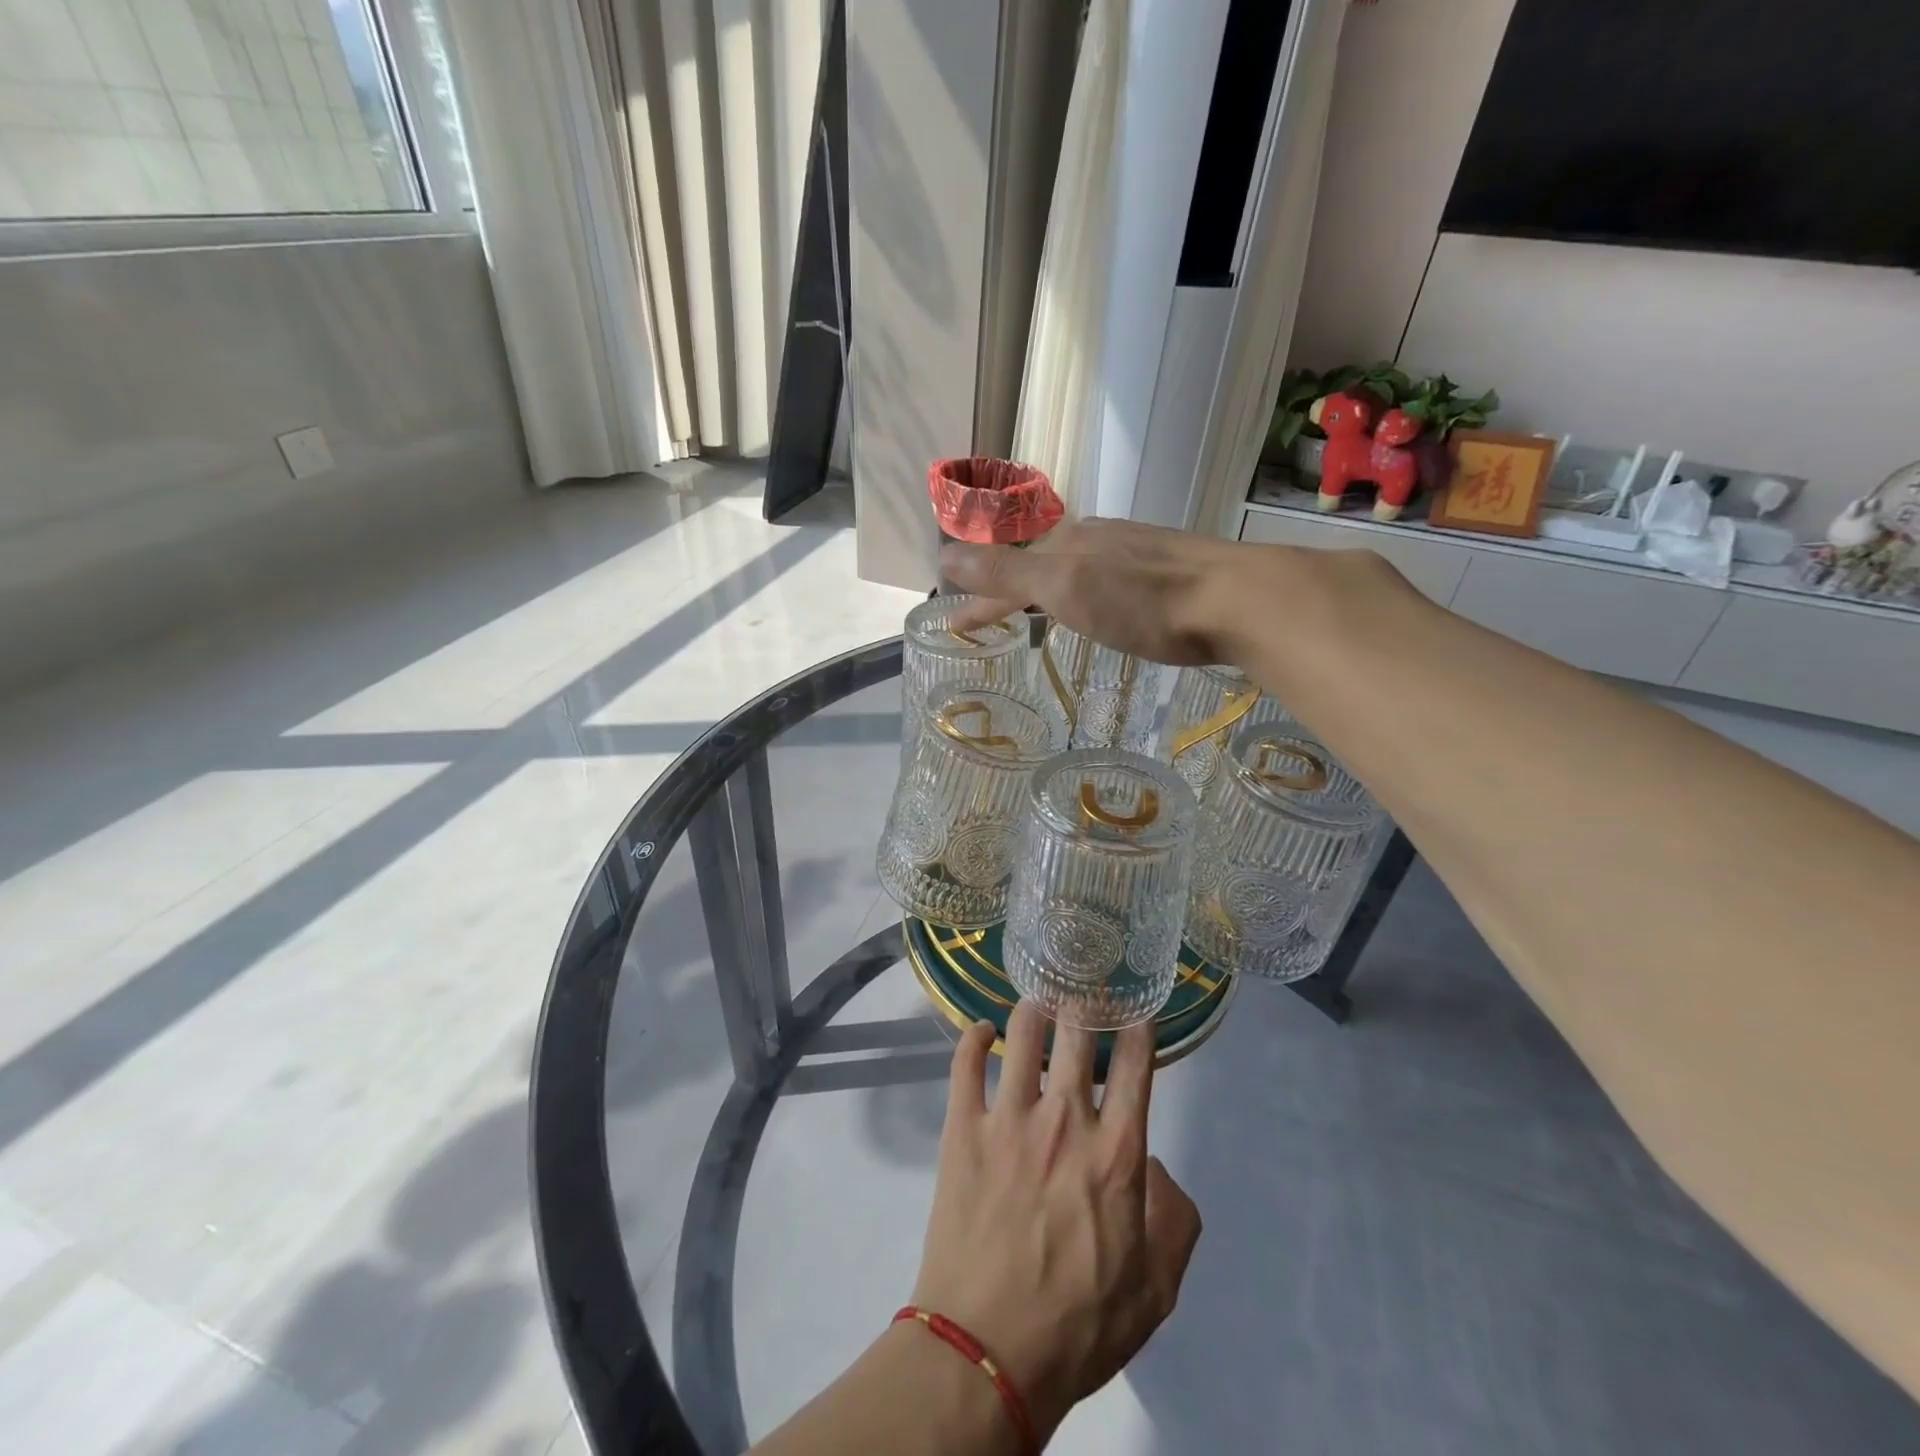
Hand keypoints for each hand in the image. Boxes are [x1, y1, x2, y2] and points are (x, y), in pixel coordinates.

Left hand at [910, 1005, 1203, 1440]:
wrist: (987, 1350)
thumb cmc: (1079, 1324)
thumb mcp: (1156, 1288)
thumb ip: (1174, 1218)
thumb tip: (1157, 1166)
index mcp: (1116, 1152)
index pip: (1135, 1066)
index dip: (1138, 1027)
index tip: (1136, 1008)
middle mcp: (1064, 1120)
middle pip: (1076, 1033)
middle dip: (1084, 1001)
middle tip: (1084, 985)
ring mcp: (1008, 1118)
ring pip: (1021, 1034)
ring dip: (1033, 1009)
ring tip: (1038, 999)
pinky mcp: (962, 1128)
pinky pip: (965, 1063)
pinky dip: (974, 1037)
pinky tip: (982, 1030)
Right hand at [941, 518, 1251, 666]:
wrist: (1236, 600)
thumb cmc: (1143, 599)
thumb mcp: (1064, 586)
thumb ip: (1006, 572)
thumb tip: (943, 553)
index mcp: (1068, 543)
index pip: (1008, 572)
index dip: (979, 601)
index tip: (955, 628)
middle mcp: (1099, 539)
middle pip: (1040, 564)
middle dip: (1010, 588)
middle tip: (991, 617)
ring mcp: (1136, 551)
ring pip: (1076, 568)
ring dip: (1049, 588)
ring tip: (1038, 611)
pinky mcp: (1167, 570)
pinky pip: (1107, 577)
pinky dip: (1085, 592)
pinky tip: (1101, 605)